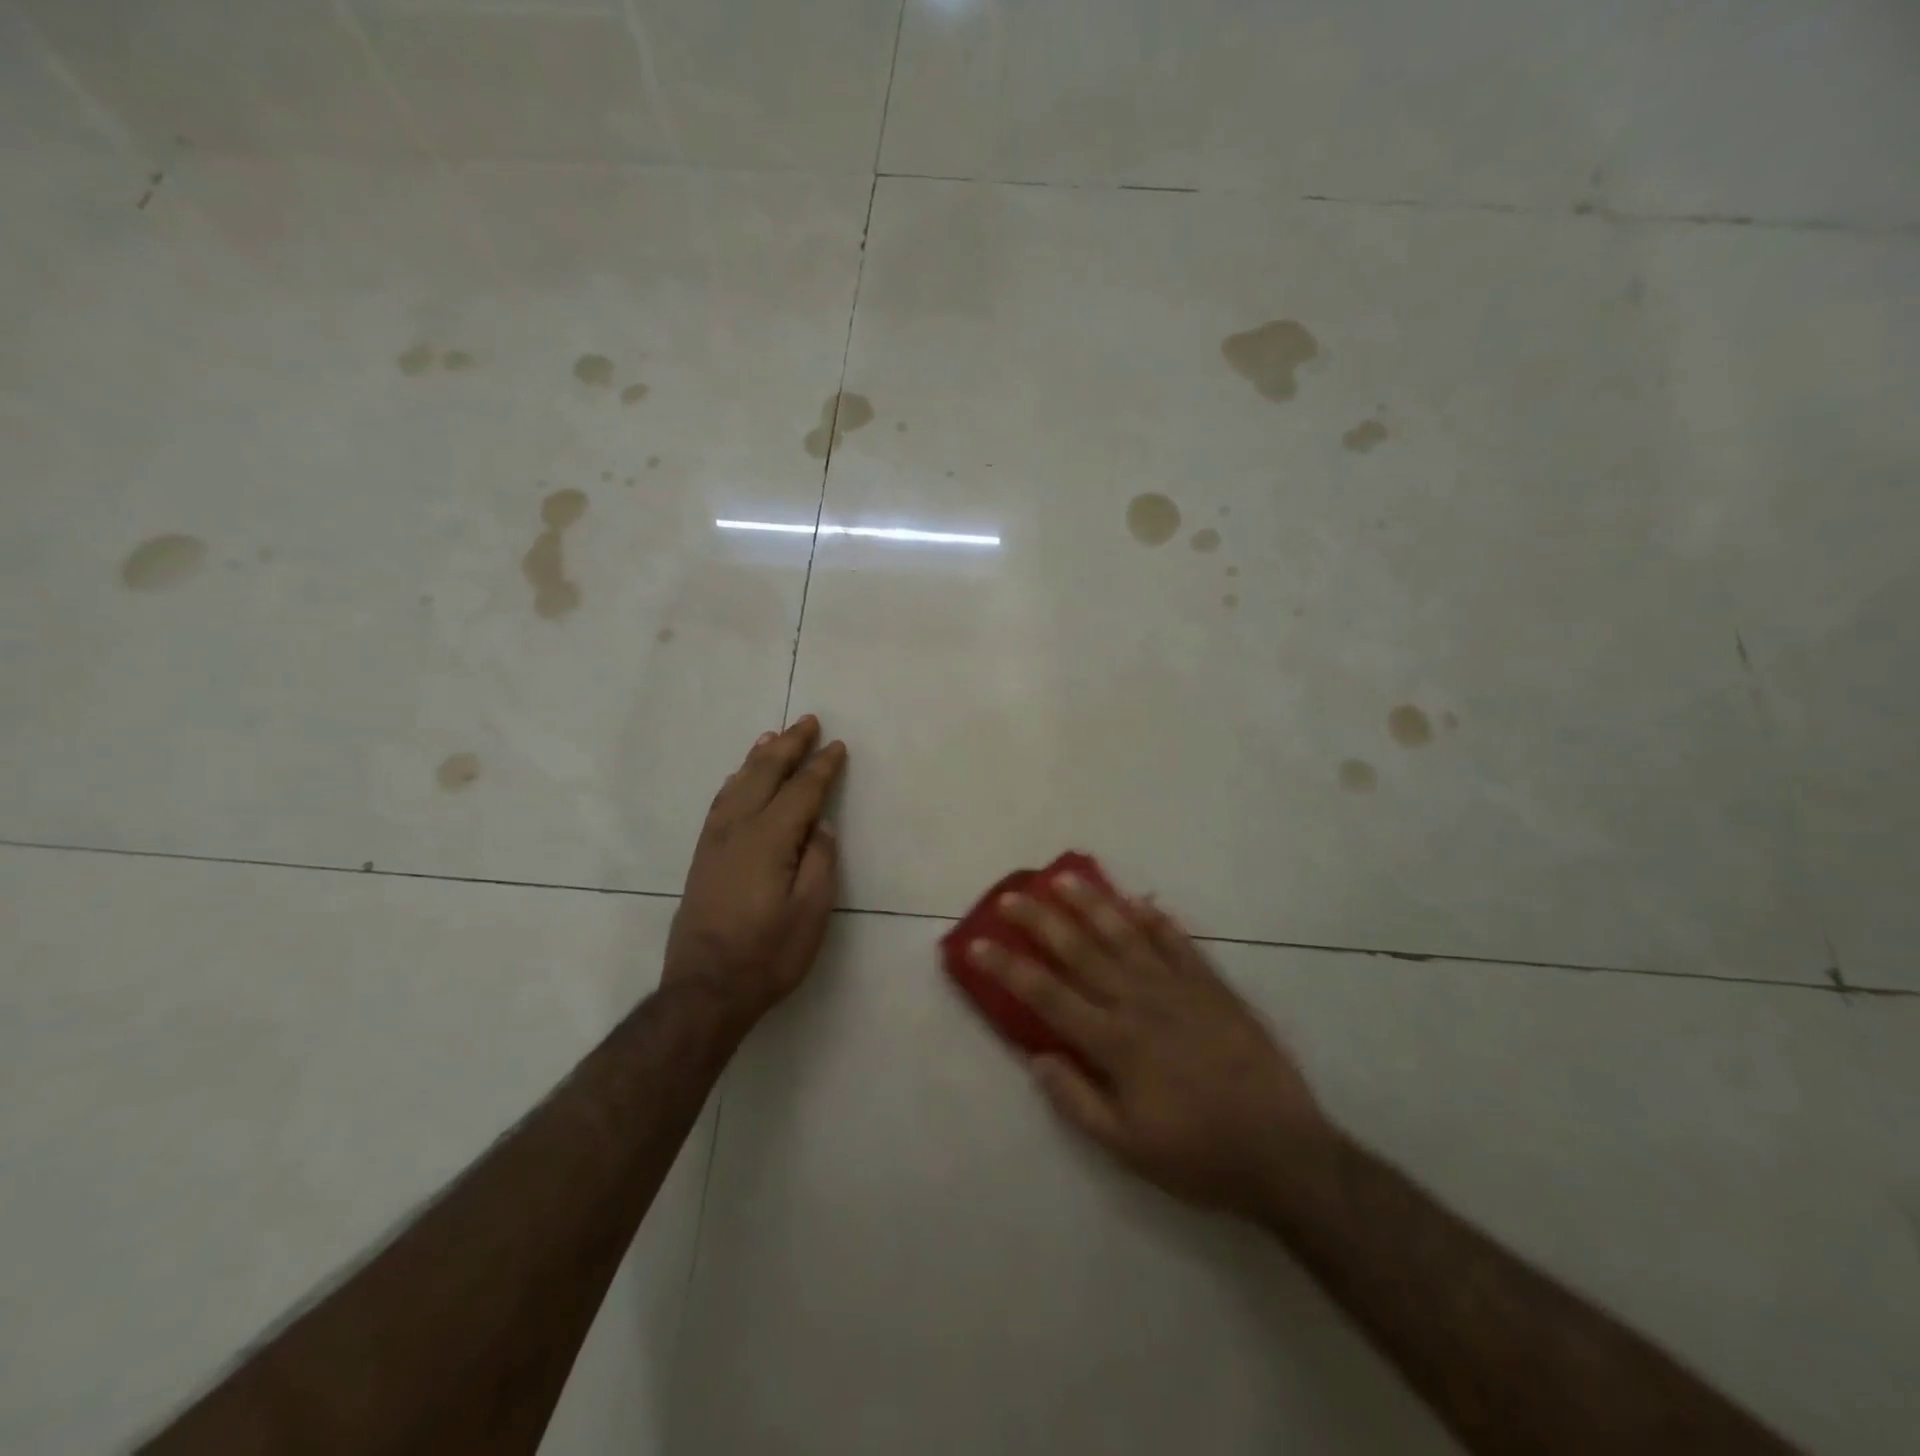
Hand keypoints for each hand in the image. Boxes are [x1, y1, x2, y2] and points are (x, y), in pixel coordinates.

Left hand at [665, 715, 847, 1028]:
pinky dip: (735, 781)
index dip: (821, 767)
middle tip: (806, 721)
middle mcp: (738, 829)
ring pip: (739, 784)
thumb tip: (821, 826)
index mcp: (770, 839)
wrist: (705, 989)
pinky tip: (740, 778)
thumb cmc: (768, 954)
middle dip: (789, 746)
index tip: (837, 746)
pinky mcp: (702, 856)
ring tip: (773, 736)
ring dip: (758, 757)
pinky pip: (720, 802)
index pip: (801, 791)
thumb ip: (820, 862)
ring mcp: (715, 842)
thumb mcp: (811, 913)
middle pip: (765, 775)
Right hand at [967, 872, 1332, 1215]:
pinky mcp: (1213, 986)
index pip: (1047, 994)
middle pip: (1080, 951)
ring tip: (1064, 878)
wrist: (1284, 1152)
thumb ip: (1077, 1101)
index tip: (977, 944)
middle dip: (1040, 921)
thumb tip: (1037, 1058)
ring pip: (1126, 934)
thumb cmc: (1199, 1155)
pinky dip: (1156, 920)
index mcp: (1115, 1042)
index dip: (1008, 967)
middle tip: (1011, 895)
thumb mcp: (1128, 1147)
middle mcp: (1140, 1002)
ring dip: (1092, 904)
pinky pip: (1178, 943)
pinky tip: (1138, 902)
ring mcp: (1179, 988)